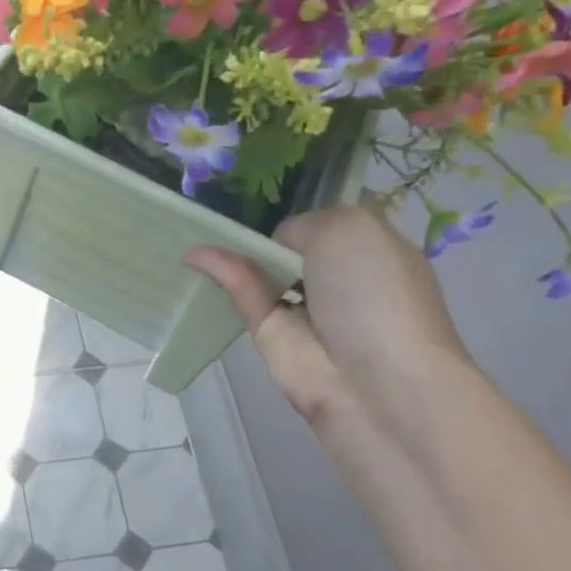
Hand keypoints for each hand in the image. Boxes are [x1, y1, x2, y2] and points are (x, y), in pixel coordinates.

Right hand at [186, 206, 469, 422]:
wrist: (375, 380)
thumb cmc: (374, 292)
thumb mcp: (346, 228)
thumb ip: (299, 225)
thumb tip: (269, 251)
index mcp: (374, 248)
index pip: (332, 220)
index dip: (305, 207)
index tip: (270, 190)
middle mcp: (341, 276)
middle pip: (294, 245)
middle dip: (266, 228)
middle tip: (227, 206)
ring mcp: (306, 307)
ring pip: (264, 270)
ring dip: (237, 251)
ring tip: (198, 226)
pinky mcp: (272, 333)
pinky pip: (244, 293)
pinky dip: (222, 272)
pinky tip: (195, 255)